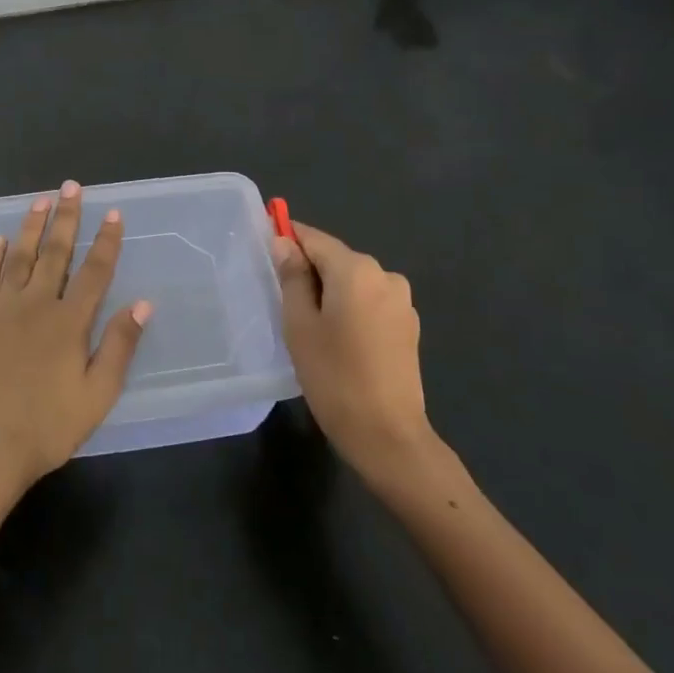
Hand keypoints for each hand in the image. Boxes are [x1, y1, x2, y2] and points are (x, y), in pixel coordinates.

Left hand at [0, 181, 150, 506]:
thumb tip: (143, 303)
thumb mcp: (96, 396)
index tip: (113, 213)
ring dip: (31, 226)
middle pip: (55, 253)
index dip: (106, 241)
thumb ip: (119, 346)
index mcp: (69, 322)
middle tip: (71, 187)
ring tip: (41, 200)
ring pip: (18, 256)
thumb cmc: (45, 427)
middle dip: (66, 218)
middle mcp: (35, 304)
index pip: (94, 271)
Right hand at [274, 222, 434, 487]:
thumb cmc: (333, 376)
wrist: (387, 434)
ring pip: (353, 282)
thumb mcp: (300, 324)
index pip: (314, 239)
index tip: (265, 246)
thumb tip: (284, 243)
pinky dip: (351, 309)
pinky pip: (370, 302)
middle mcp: (384, 275)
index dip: (288, 238)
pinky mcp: (408, 325)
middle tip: (283, 301)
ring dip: (331, 292)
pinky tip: (339, 340)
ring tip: (310, 326)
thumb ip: (292, 277)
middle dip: (309, 271)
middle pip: (336, 259)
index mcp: (356, 270)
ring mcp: (401, 301)